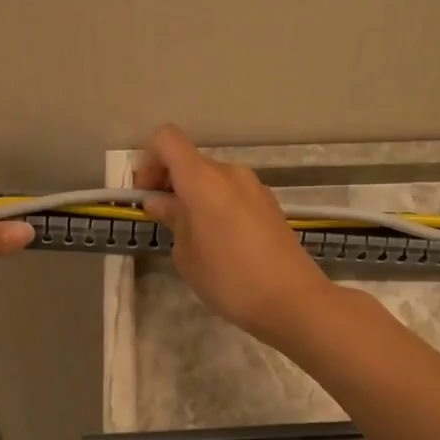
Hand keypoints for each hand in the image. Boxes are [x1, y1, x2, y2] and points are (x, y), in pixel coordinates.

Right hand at [137, 125, 334, 344]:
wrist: (292, 300)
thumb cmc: (228, 278)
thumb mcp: (186, 254)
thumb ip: (172, 219)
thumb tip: (161, 202)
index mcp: (202, 179)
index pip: (166, 139)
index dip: (149, 161)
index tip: (147, 196)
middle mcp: (230, 172)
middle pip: (190, 160)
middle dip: (170, 183)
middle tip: (164, 220)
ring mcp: (254, 186)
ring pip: (212, 178)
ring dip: (195, 196)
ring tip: (193, 237)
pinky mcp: (270, 203)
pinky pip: (233, 193)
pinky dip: (217, 206)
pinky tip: (221, 242)